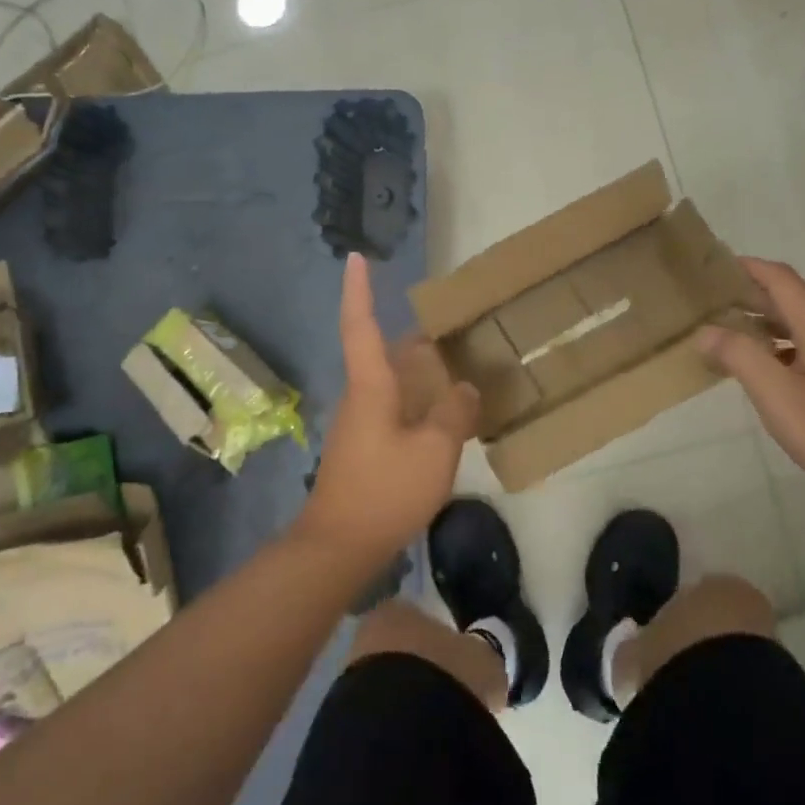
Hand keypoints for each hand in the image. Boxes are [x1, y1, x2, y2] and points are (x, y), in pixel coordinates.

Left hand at [293, 254, 479, 567]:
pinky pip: (395, 410)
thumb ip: (454, 413)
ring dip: (420, 373)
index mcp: (371, 386)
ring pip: (392, 384)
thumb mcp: (434, 450)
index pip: (360, 326)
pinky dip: (419, 403)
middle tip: (454, 329)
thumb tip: (464, 388)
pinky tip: (446, 417)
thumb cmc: (385, 489)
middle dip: (416, 339)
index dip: (358, 291)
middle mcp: (361, 397)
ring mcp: (360, 424)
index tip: (356, 258)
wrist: (340, 545)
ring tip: (459, 370)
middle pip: (385, 354)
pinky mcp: (366, 448)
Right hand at [697, 259, 804, 502]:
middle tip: (705, 301)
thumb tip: (705, 331)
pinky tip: (755, 370)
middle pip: (787, 300)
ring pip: (794, 327)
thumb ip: (740, 357)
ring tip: (720, 332)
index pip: (781, 279)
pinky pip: (801, 350)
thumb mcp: (777, 395)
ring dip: (758, 323)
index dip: (747, 267)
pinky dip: (773, 349)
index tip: (712, 266)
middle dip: (746, 295)